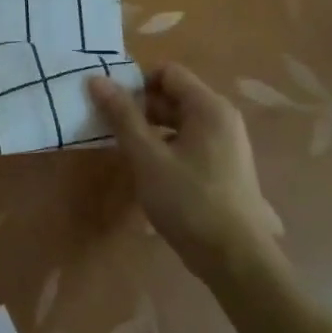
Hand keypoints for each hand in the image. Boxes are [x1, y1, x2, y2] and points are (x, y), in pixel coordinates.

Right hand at [88, 65, 282, 275]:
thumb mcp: (146, 156)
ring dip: (151, 129)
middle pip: (174, 95)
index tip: (113, 107)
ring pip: (180, 121)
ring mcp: (227, 143)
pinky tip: (150, 171)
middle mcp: (223, 118)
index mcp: (209, 108)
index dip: (137, 84)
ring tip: (128, 151)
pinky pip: (189, 141)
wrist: (235, 259)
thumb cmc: (188, 201)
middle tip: (112, 130)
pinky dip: (167, 146)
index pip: (167, 73)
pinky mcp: (225, 166)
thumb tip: (96, 79)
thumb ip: (122, 115)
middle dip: (141, 108)